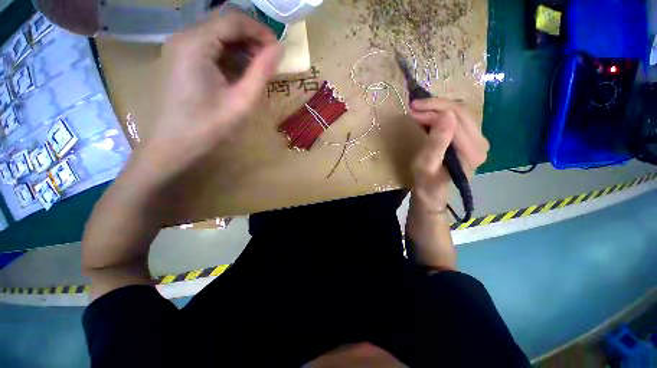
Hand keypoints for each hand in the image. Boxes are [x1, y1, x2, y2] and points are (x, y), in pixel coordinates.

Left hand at [137, 10, 282, 183]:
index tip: (278, 49)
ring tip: (258, 69)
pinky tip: (239, 73)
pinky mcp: (180, 59)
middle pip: (224, 23)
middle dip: (252, 37)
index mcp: (196, 44)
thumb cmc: (209, 127)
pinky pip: (209, 47)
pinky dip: (229, 55)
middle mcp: (183, 37)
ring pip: (217, 34)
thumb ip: (261, 72)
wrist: (174, 145)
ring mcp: (179, 47)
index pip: (233, 19)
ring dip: (242, 47)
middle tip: (270, 60)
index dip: (260, 30)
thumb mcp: (242, 101)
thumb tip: (279, 48)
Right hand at [409, 98, 488, 212]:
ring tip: (420, 110)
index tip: (412, 109)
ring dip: (439, 109)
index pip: (456, 118)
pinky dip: (443, 114)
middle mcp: (481, 143)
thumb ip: (436, 143)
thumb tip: (445, 115)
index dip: (433, 109)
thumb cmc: (425, 183)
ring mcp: (479, 141)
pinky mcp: (472, 140)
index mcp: (471, 151)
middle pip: (461, 111)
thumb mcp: (425, 166)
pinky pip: (459, 119)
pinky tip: (430, 116)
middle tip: (414, 107)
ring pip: (461, 113)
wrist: (432, 194)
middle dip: (436, 105)